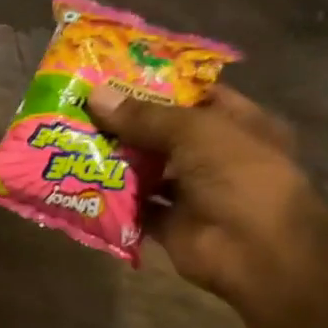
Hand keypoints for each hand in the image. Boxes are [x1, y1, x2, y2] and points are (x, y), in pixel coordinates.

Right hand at [87, 84, 327, 313]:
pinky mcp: (169, 224)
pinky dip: (109, 200)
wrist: (258, 251)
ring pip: (145, 170)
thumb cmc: (241, 176)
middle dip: (123, 123)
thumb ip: (144, 116)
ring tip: (69, 140)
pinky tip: (77, 183)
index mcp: (236, 124)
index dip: (157, 84)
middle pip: (162, 133)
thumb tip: (94, 96)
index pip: (194, 95)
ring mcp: (191, 192)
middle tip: (78, 107)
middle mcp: (214, 156)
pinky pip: (133, 208)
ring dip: (112, 160)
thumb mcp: (194, 132)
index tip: (112, 75)